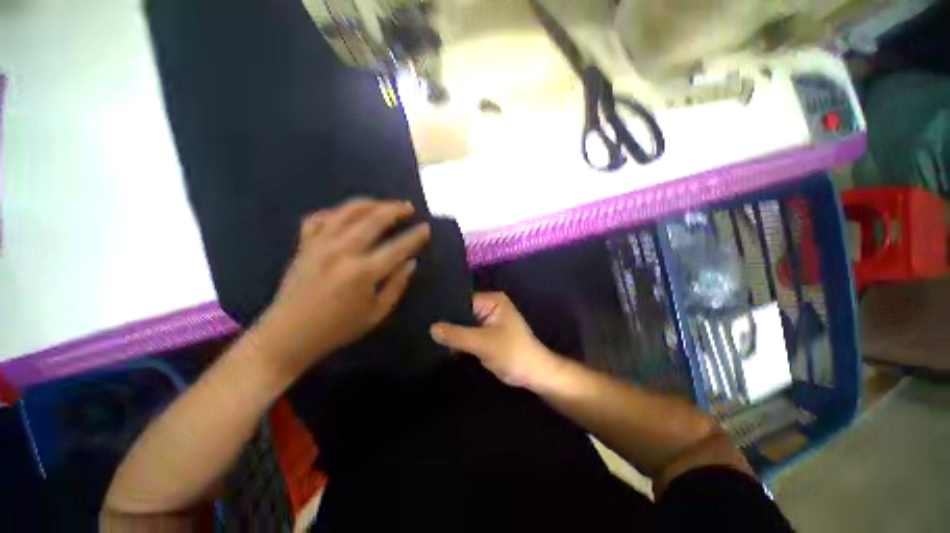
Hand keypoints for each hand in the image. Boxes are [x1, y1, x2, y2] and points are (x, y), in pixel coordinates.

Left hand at [253, 200, 430, 380]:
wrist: (287, 335)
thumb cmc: (337, 328)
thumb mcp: (377, 314)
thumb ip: (397, 285)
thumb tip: (411, 262)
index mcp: (363, 272)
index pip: (397, 247)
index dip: (415, 236)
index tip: (426, 228)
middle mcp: (342, 252)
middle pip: (373, 220)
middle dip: (395, 210)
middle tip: (409, 207)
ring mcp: (320, 244)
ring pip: (347, 212)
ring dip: (370, 203)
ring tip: (385, 204)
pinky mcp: (304, 245)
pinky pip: (319, 217)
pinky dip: (335, 211)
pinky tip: (347, 214)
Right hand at [430, 292, 561, 388]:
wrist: (533, 374)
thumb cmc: (512, 353)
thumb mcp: (483, 343)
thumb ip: (457, 335)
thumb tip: (432, 328)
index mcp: (492, 300)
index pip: (463, 300)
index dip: (446, 309)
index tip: (426, 317)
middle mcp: (489, 306)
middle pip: (462, 312)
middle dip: (447, 322)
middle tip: (423, 328)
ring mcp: (487, 320)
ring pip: (463, 324)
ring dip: (452, 332)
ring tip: (428, 335)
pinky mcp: (485, 334)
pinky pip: (467, 333)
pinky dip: (458, 339)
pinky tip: (441, 344)